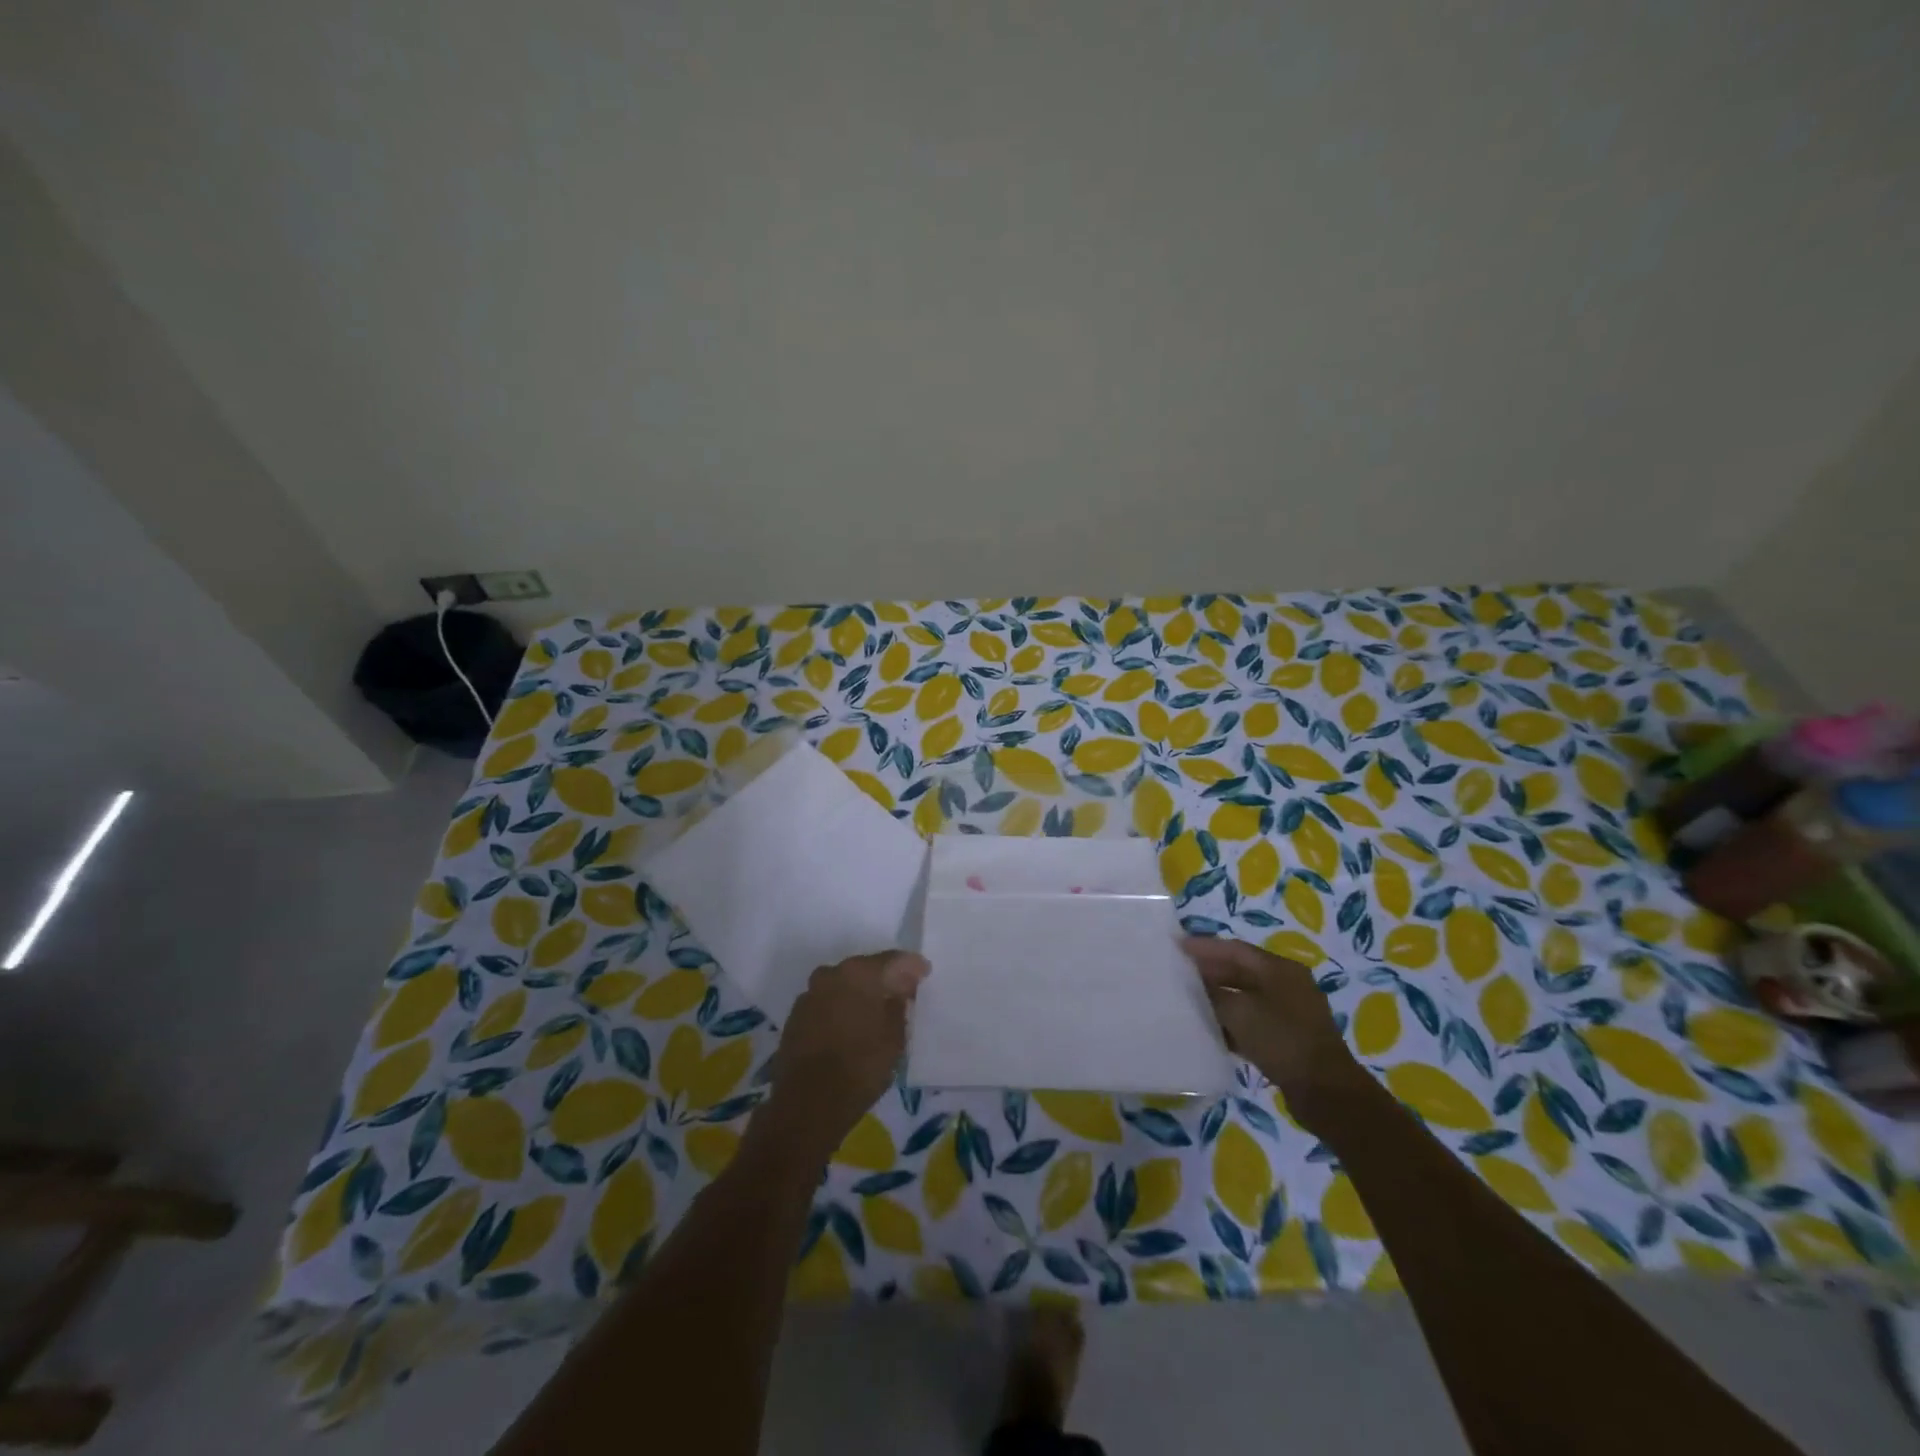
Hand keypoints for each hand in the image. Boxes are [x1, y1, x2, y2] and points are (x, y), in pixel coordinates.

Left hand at [758, 951, 928, 1157]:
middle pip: (864, 969)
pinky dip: (840, 1009)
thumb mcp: (894, 1037)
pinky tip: (850, 1026)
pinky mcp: (795, 1017)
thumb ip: (899, 1005)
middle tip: (901, 991)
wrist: (807, 1104)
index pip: (892, 960)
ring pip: (842, 985)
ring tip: (875, 1011)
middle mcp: (831, 974)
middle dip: (884, 978)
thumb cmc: (861, 1067)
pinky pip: (826, 1003)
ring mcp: (809, 995)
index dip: (911, 965)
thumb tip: (899, 989)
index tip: (924, 972)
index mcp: (859, 973)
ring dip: (859, 993)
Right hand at [1182, 937, 1363, 1129]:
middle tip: (1179, 973)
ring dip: (1219, 998)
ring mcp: (1290, 1012)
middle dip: (1210, 972)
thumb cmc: (1282, 1040)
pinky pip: (1253, 1021)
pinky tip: (1211, 1029)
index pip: (1235, 949)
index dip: (1205, 947)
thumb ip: (1214, 994)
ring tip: (1189, 1000)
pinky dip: (1232, 1022)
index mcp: (1280, 969)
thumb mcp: (1240, 1012)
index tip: (1177, 946)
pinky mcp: (1289, 1038)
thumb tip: (1196, 984)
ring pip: (1246, 997)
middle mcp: (1288, 985)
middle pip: (1241, 971)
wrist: (1325, 1093)